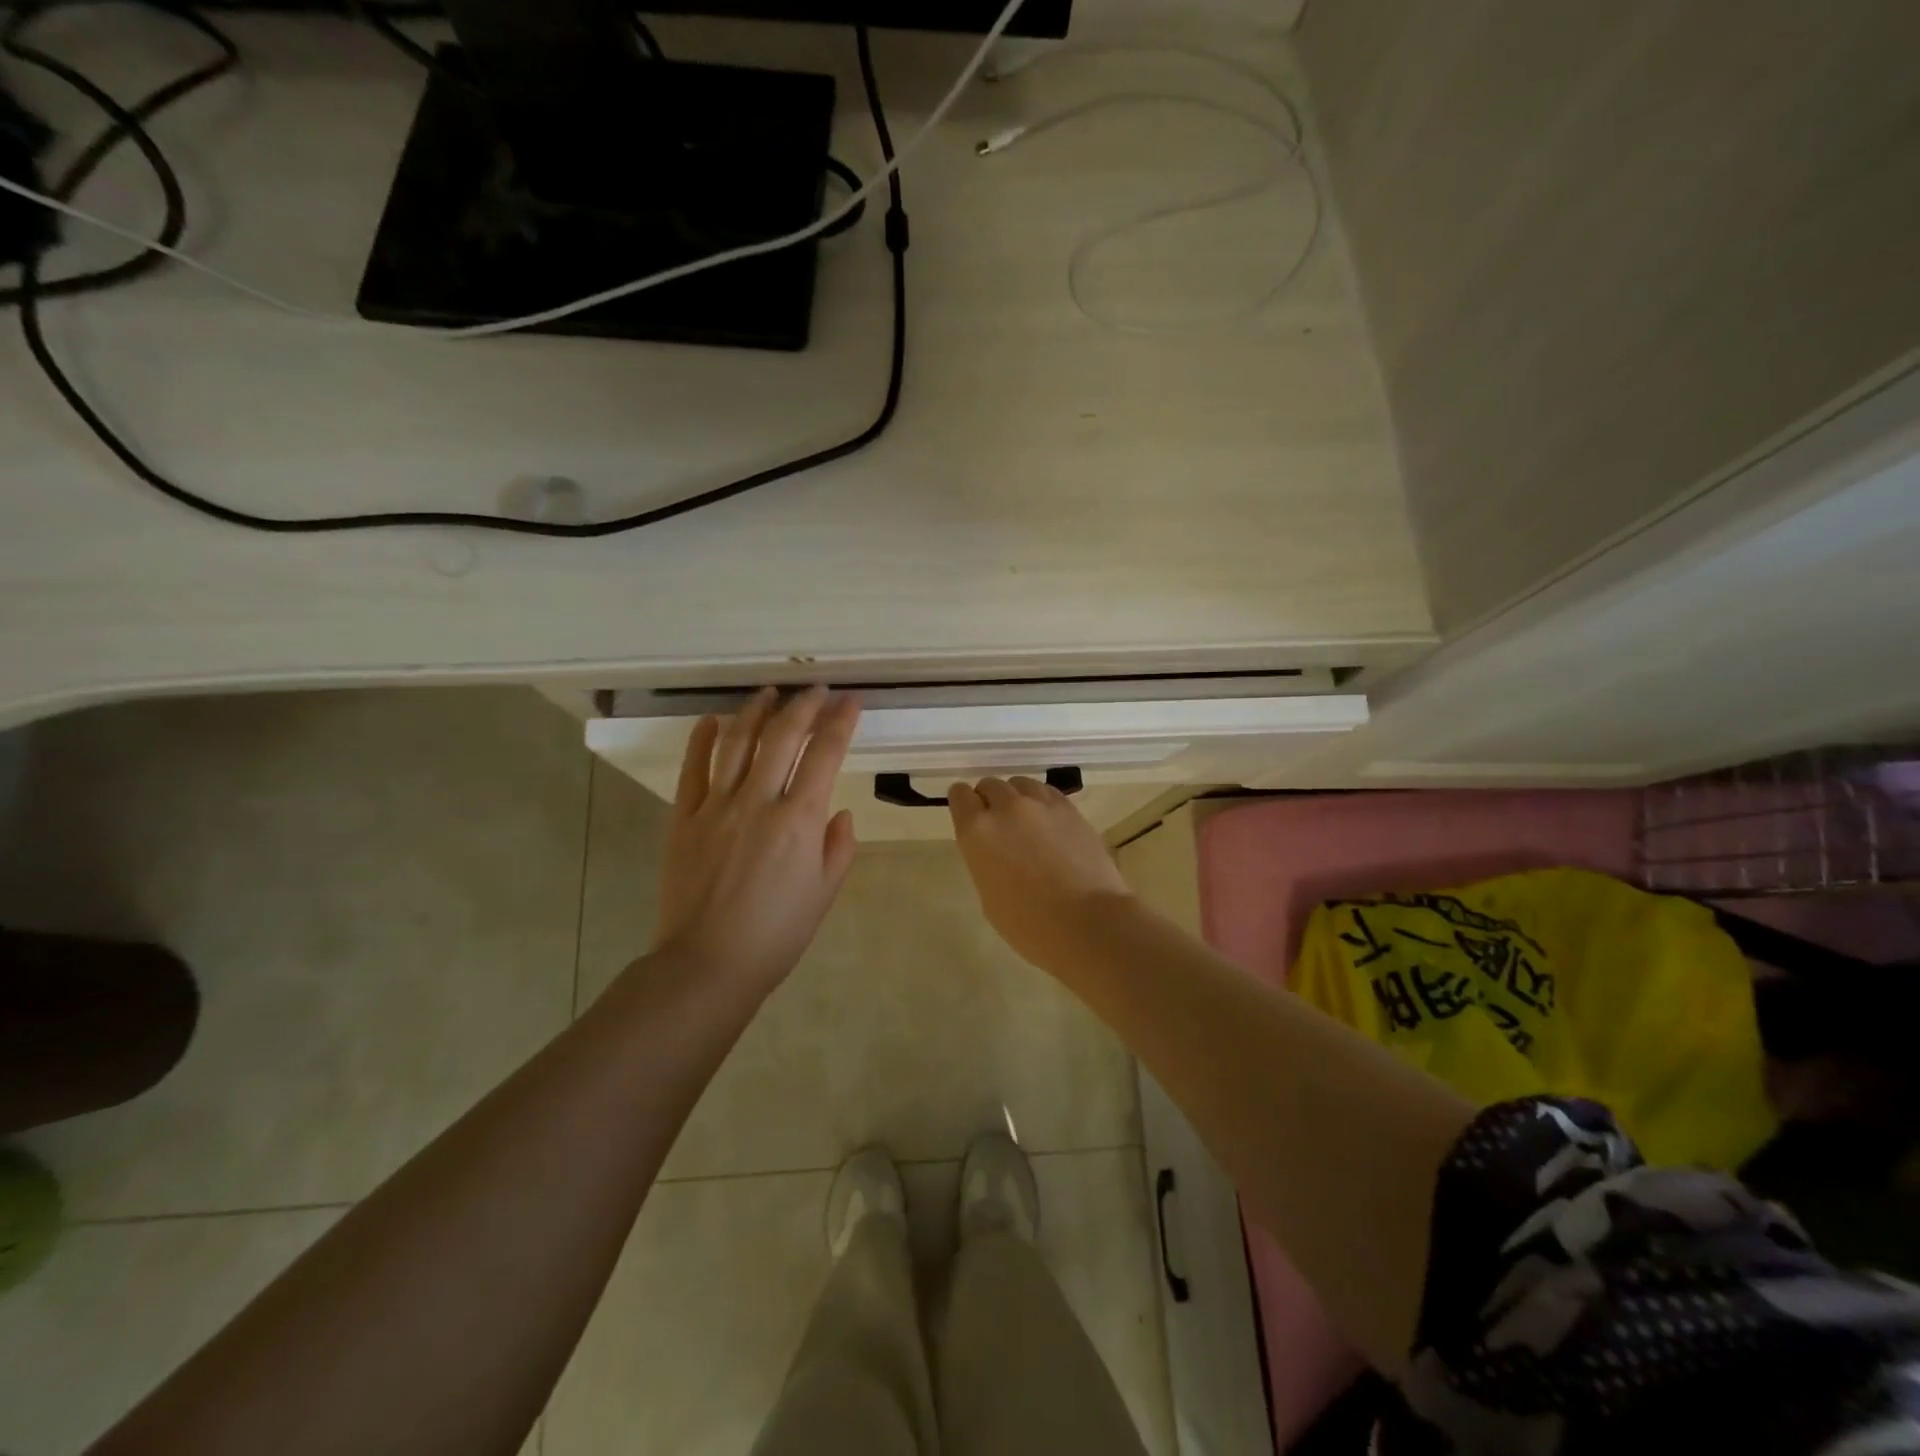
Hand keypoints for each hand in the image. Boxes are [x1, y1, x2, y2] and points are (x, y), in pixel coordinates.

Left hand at [653, 687, 860, 995]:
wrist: (708, 964)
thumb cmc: (776, 934)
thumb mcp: (824, 893)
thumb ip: (838, 847)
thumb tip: (837, 812)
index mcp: (799, 819)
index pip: (825, 754)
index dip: (841, 721)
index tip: (851, 701)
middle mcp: (759, 801)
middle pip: (783, 736)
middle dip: (804, 705)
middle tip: (816, 690)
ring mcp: (716, 806)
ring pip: (737, 742)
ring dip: (756, 711)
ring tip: (769, 692)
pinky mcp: (684, 818)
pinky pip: (693, 769)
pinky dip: (702, 740)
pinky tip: (712, 721)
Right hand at [947, 775, 1135, 971]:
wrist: (1088, 922)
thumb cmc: (1029, 924)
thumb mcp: (989, 895)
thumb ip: (985, 859)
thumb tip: (995, 849)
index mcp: (977, 831)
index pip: (959, 796)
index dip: (963, 803)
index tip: (968, 814)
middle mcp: (1006, 808)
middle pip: (990, 785)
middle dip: (989, 800)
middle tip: (998, 823)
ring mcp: (1041, 804)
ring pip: (1020, 784)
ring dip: (1016, 797)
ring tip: (1025, 820)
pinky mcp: (1070, 809)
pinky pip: (1047, 792)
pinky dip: (1041, 801)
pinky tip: (1048, 822)